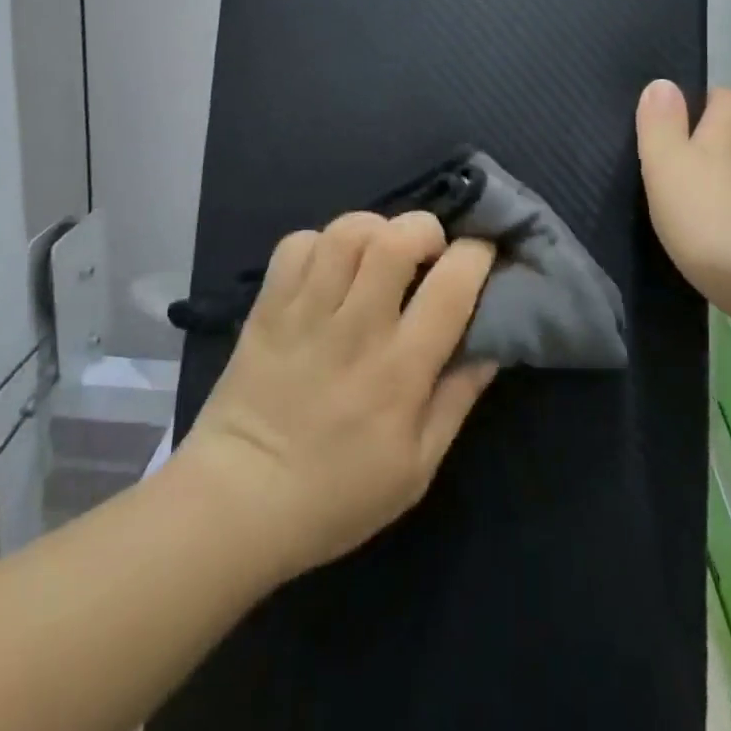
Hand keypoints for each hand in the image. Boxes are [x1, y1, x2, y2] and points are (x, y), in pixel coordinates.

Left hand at [174, 212, 498, 584]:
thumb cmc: (337, 494)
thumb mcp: (416, 468)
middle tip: (427, 251)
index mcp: (400, 369)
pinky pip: (297, 244)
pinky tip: (329, 267)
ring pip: (346, 232)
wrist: (238, 502)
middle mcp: (356, 328)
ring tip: (378, 253)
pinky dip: (321, 243)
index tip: (481, 252)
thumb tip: (491, 345)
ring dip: (374, 229)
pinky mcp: (268, 306)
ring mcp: (306, 311)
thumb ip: (457, 400)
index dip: (476, 254)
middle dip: (424, 229)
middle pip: (395, 239)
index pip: (451, 286)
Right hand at [635, 80, 730, 310]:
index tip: (699, 97)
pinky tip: (706, 247)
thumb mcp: (672, 167)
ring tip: (684, 205)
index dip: (716, 98)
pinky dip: (725, 233)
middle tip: (680, 153)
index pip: (729, 106)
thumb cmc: (712, 219)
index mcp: (720, 150)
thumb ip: (662, 128)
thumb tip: (662, 82)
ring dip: (716, 194)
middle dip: (714, 147)